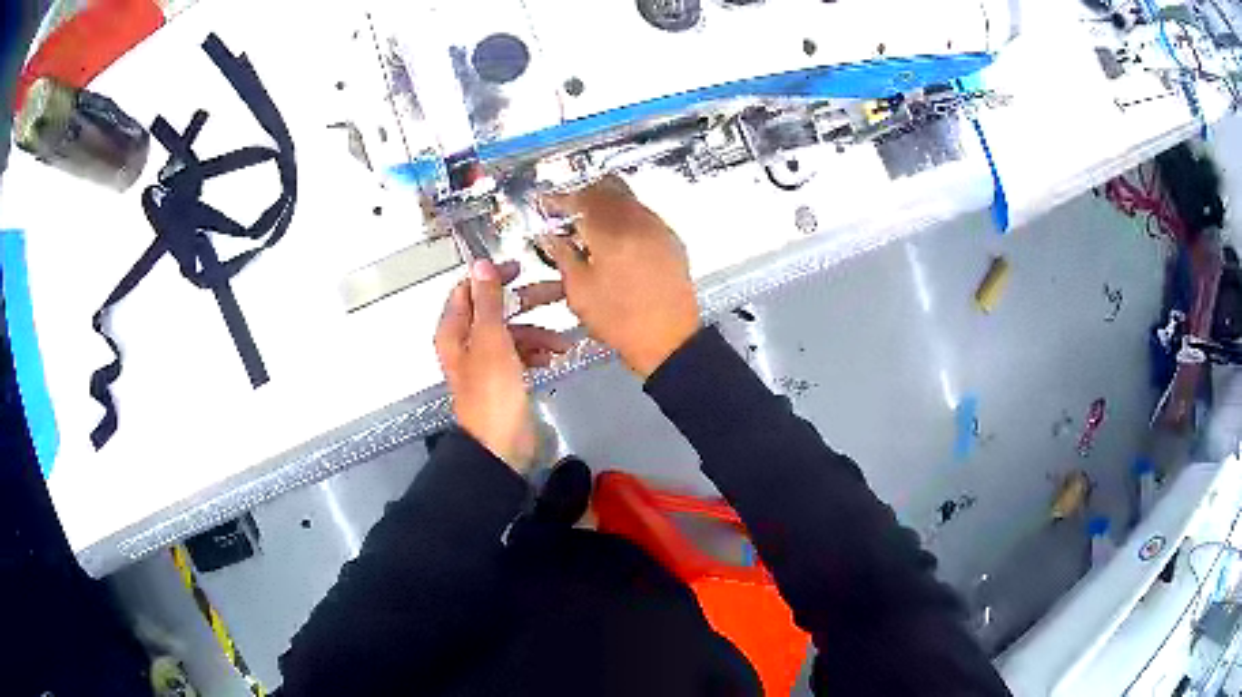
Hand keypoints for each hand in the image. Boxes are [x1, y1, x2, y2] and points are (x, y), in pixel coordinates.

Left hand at [435, 260, 569, 470]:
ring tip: (562, 343)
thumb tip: (481, 264)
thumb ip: (488, 301)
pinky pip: (520, 354)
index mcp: (455, 330)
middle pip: (496, 309)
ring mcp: (486, 361)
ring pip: (513, 332)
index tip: (521, 268)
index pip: (469, 289)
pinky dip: (536, 353)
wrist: (499, 444)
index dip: (493, 276)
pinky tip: (553, 359)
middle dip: (527, 302)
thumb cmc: (492, 391)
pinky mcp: (504, 378)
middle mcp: (467, 341)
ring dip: (537, 332)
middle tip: (558, 293)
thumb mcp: (490, 339)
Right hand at [540, 176, 700, 377]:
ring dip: (605, 204)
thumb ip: (562, 256)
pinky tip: (614, 240)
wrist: (670, 341)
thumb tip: (550, 237)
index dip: (559, 199)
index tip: (547, 203)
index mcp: (611, 232)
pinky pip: (643, 215)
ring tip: (589, 227)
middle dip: (583, 195)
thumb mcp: (580, 292)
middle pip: (607, 188)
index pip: (580, 199)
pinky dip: (624, 218)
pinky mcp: (671, 240)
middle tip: (567, 211)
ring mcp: (658, 229)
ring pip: (628, 199)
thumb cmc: (622, 322)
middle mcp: (638, 222)